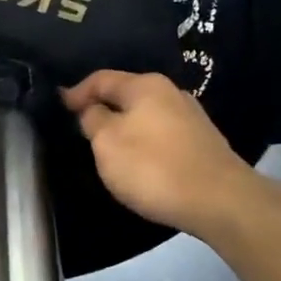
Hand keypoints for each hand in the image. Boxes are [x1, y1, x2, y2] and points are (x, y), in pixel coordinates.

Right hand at [62, 70, 256, 238]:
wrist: (220, 201)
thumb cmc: (154, 167)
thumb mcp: (107, 143)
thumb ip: (93, 119)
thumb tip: (92, 109)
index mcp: (145, 85)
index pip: (101, 79)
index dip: (77, 92)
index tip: (60, 106)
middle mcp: (171, 92)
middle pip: (126, 94)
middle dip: (103, 108)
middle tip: (82, 127)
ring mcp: (191, 117)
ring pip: (146, 115)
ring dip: (125, 126)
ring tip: (108, 145)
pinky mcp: (203, 142)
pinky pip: (162, 134)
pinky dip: (145, 141)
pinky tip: (140, 159)